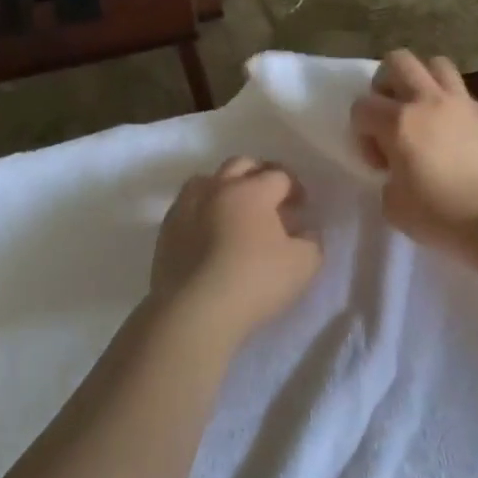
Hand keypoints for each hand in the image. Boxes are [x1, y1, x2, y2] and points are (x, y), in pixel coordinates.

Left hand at [149, 157, 322, 348]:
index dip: (296, 188)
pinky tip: (210, 233)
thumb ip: (311, 241)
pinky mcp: (166, 231)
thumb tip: (304, 231)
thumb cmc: (255, 282)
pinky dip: (202, 211)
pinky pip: (187, 208)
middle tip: (272, 199)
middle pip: (241, 165)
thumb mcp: (304, 264)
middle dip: (260, 175)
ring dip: (225, 187)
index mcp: (252, 191)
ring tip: (235, 211)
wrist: (194, 312)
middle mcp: (217, 189)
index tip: (302, 207)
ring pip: (207, 181)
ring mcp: (186, 207)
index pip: (280, 176)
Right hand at [350, 50, 477, 255]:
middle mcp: (428, 101)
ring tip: (421, 112)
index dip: (361, 133)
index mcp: (399, 123)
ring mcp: (461, 103)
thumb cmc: (441, 217)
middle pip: (397, 61)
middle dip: (384, 84)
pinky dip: (447, 102)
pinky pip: (460, 90)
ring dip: (420, 80)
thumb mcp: (393, 206)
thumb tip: (398, 167)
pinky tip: (450, 132)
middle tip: (390, 118)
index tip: (380, 162)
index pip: (362, 106)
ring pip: (434, 63)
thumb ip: (387, 176)